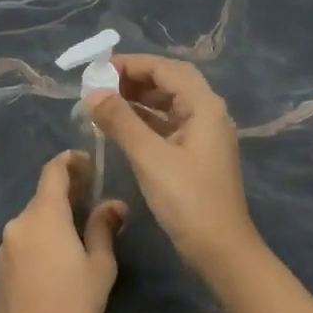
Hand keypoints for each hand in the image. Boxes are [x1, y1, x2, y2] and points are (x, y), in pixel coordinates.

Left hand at [0, 151, 126, 312]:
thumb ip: (104, 227)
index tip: (88, 162)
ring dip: (54, 217)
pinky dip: (41, 238)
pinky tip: (57, 257)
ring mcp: (5, 246)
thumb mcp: (100, 265)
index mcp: (44, 215)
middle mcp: (18, 223)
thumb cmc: (75, 304)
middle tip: (92, 197)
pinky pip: (23, 241)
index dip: (70, 161)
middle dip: (67, 192)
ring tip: (78, 229)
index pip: (53, 172)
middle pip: (43, 196)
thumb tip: (114, 204)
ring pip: (33, 220)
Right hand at [87, 54, 257, 273]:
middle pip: (170, 82)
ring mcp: (203, 135)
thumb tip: (92, 93)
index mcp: (204, 107)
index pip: (167, 69)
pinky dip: (144, 121)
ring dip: (137, 100)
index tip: (99, 69)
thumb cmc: (187, 200)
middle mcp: (208, 114)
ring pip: (168, 104)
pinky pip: (167, 125)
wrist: (220, 248)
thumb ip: (120, 121)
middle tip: (99, 86)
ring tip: (103, 104)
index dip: (132, 64)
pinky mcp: (195, 155)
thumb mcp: (150, 157)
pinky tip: (119, 127)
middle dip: (134, 80)